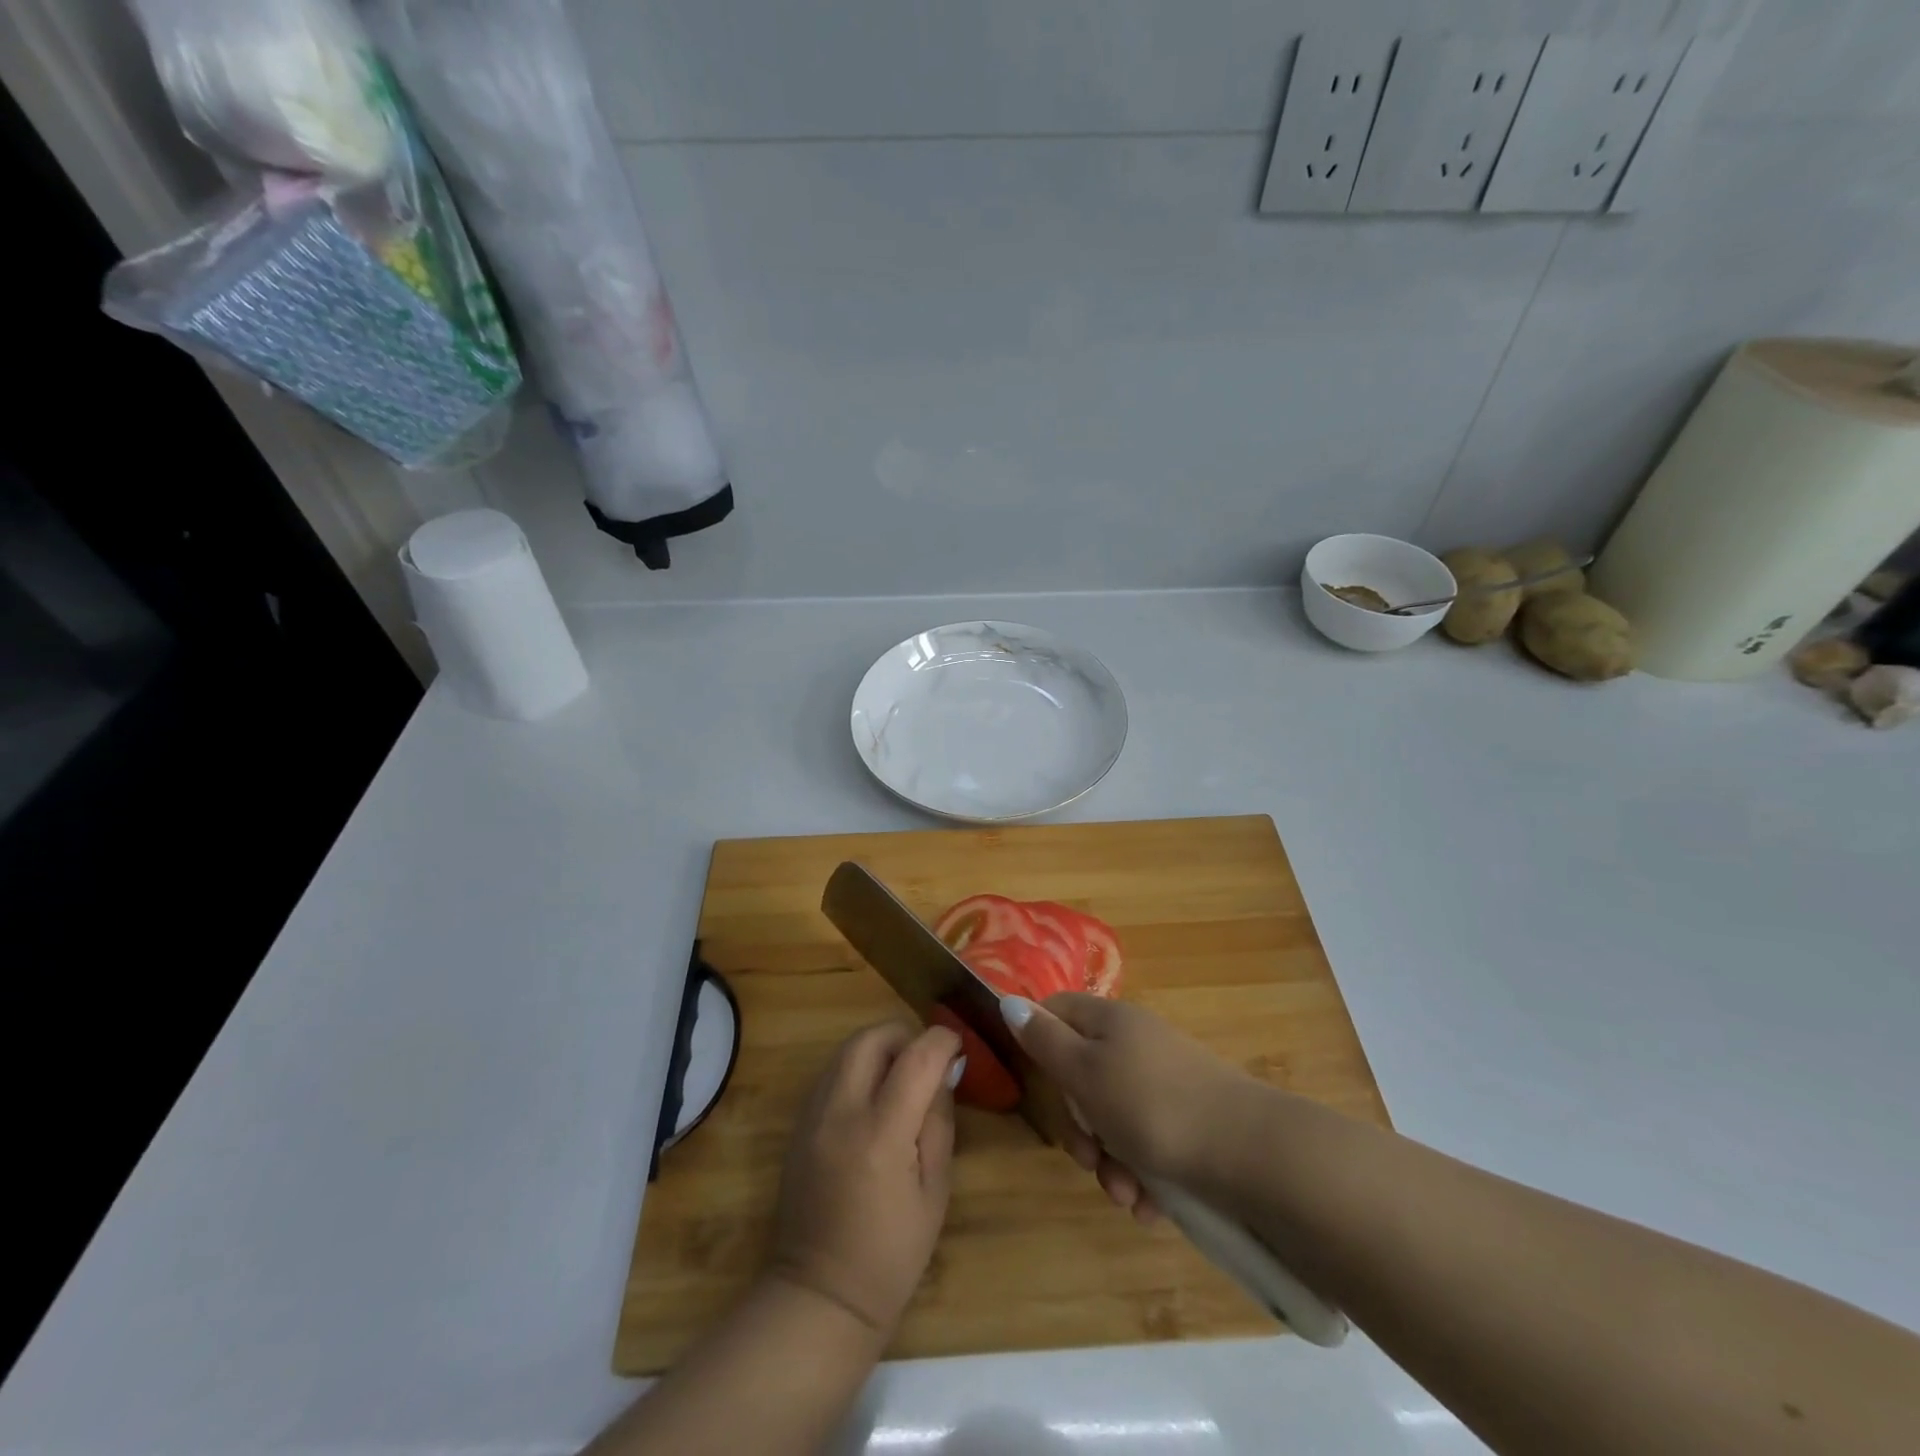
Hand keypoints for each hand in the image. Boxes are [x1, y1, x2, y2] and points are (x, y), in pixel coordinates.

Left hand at [767, 1022, 962, 1338]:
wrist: (820, 1296)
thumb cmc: (891, 1254)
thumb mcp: (935, 1191)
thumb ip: (939, 1121)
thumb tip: (945, 1070)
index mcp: (881, 1135)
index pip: (916, 1058)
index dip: (942, 1040)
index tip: (958, 1045)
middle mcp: (841, 1113)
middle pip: (871, 1038)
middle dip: (905, 1034)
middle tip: (926, 1058)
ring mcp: (812, 1116)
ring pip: (846, 1049)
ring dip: (879, 1048)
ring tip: (902, 1075)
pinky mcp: (798, 1124)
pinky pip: (831, 1073)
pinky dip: (857, 1068)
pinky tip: (873, 1098)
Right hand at [1002, 993, 1255, 1221]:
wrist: (1253, 1153)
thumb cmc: (1153, 1106)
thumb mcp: (1084, 1072)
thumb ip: (1044, 1040)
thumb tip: (1009, 1000)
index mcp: (1110, 1020)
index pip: (1057, 1011)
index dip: (1039, 1043)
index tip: (1042, 1086)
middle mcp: (1137, 1043)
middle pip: (1083, 1075)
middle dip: (1080, 1128)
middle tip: (1088, 1159)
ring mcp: (1167, 1081)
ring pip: (1115, 1119)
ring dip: (1111, 1162)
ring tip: (1127, 1195)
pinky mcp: (1191, 1120)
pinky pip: (1150, 1144)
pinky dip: (1144, 1176)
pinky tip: (1151, 1206)